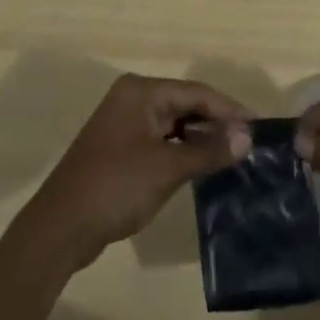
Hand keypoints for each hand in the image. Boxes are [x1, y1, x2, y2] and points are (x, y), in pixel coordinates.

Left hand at [21, 74, 251, 270]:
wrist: (60, 228)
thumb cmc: (115, 187)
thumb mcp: (167, 168)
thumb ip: (208, 151)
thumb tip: (247, 137)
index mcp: (141, 91)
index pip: (195, 92)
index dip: (229, 109)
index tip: (259, 126)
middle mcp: (133, 98)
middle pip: (185, 104)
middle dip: (217, 123)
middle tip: (250, 143)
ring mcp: (125, 123)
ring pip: (174, 123)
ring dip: (201, 138)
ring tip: (234, 155)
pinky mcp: (121, 148)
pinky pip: (162, 140)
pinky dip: (183, 151)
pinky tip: (203, 166)